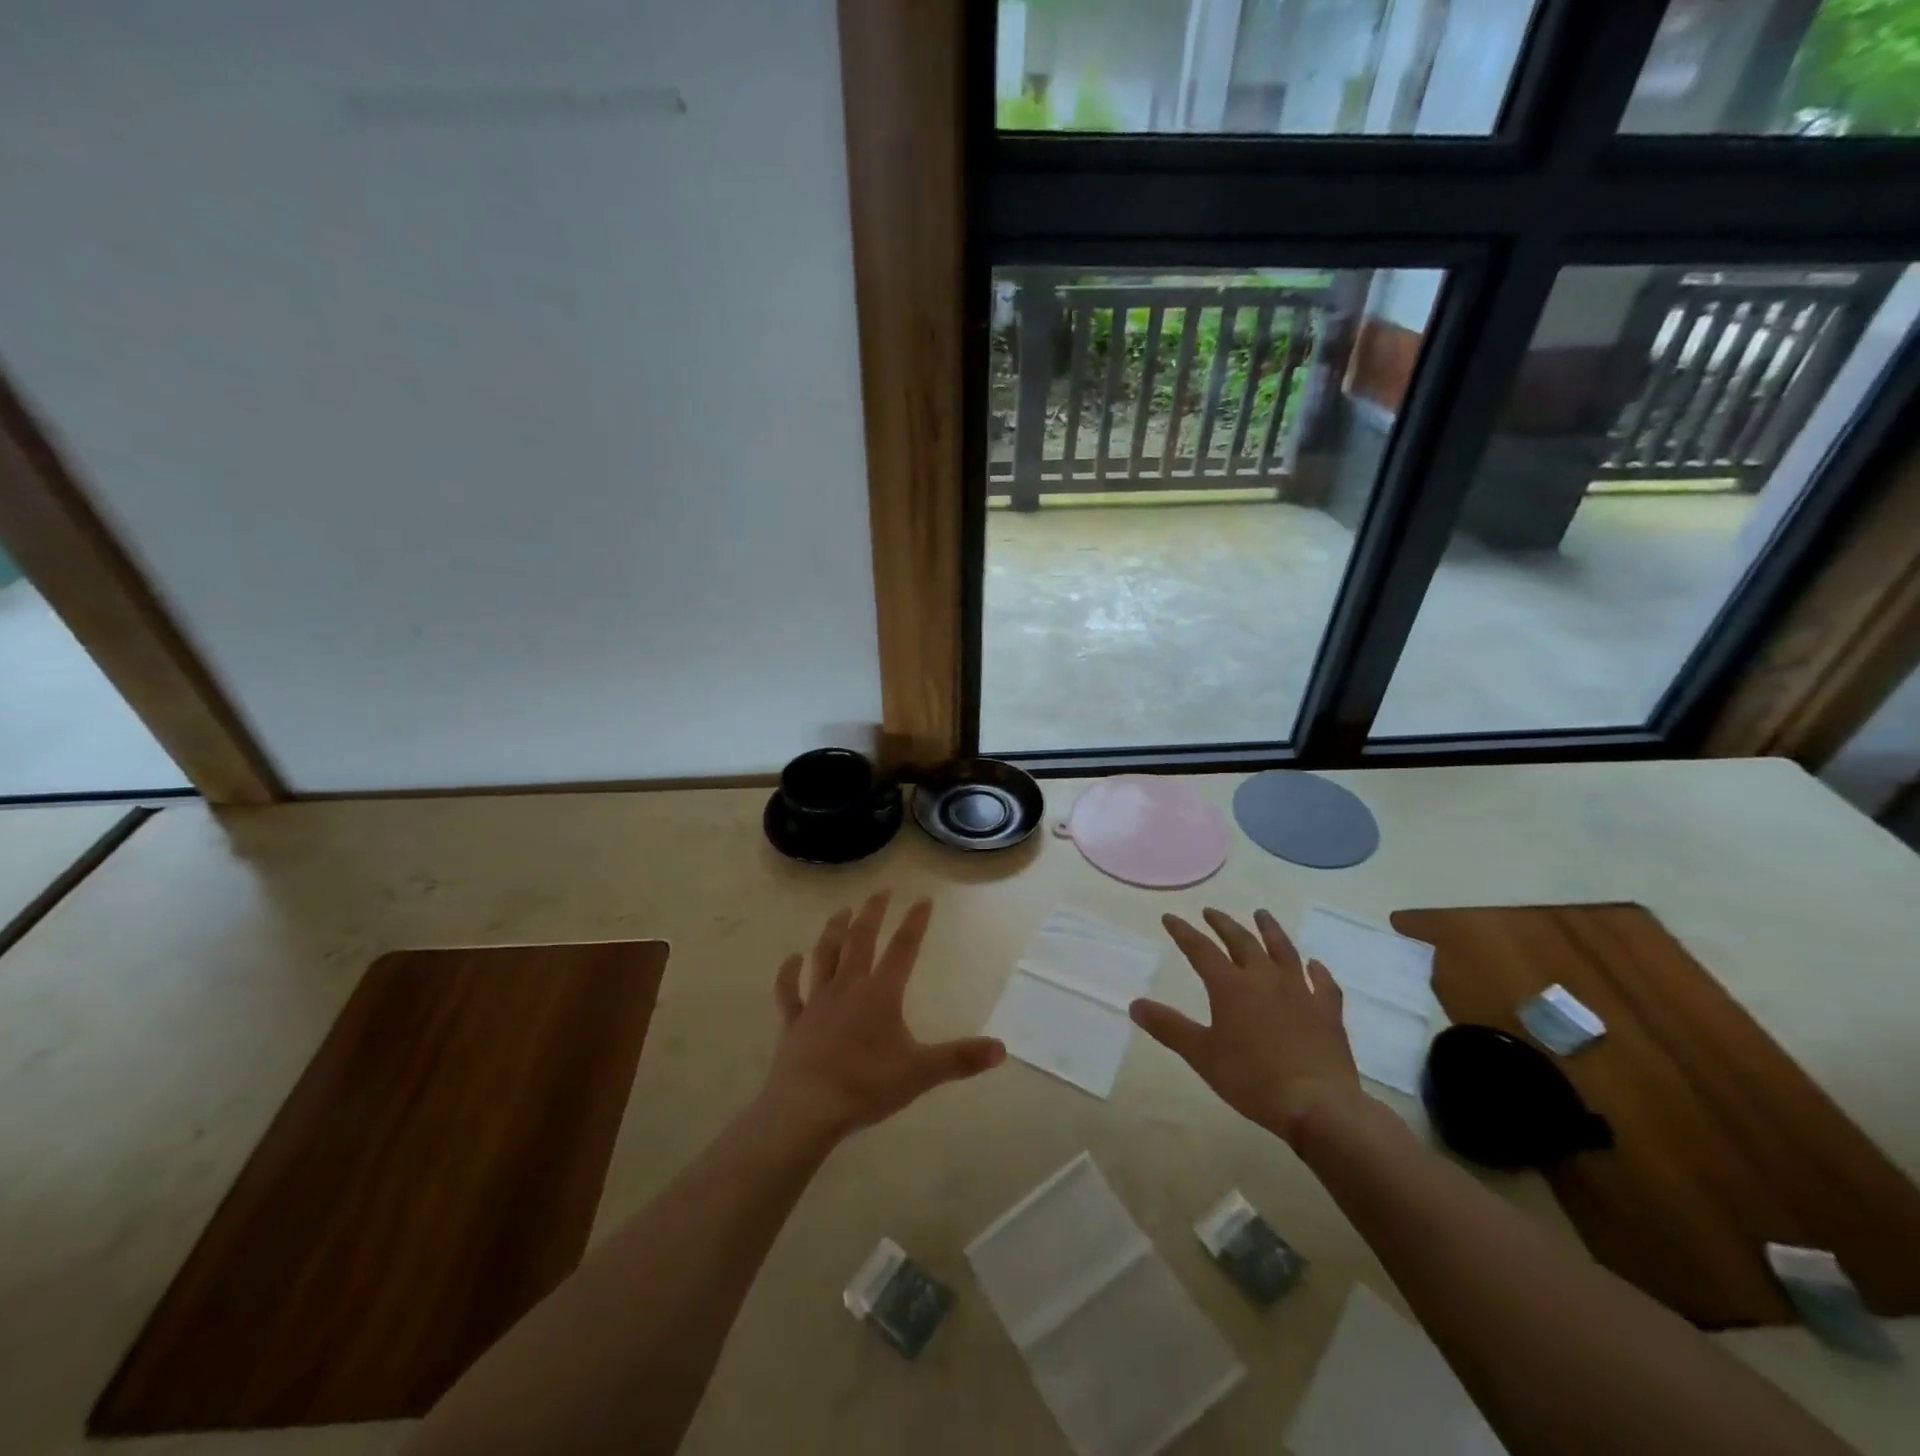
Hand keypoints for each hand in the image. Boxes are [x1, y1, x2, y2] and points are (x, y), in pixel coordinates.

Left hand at [762, 893, 1005, 1142]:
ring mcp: (816, 1002)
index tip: (923, 899)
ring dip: (833, 931)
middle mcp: (847, 987)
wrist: (807, 1108)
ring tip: (840, 911)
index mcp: (880, 994)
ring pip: (824, 956)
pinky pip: (788, 991)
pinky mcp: (793, 1022)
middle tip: (879, 892)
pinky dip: (788, 973)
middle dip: (871, 913)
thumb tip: (1002, 1049)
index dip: (914, 923)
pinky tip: (791, 959)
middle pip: (860, 941)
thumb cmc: (866, 1085)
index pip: (902, 949)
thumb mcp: (921, 1073)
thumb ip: (960, 1059)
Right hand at [1131, 908, 1361, 1146]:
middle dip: (1223, 924)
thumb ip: (1169, 1027)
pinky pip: (1323, 983)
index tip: (1170, 917)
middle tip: (1211, 911)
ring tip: (1261, 915)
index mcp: (1230, 986)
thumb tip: (1134, 1004)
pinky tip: (1314, 965)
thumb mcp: (1201, 1055)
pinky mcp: (1327, 1011)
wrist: (1318, 1104)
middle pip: (1241, 941)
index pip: (1201, 949)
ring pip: (1283, 951)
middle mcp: (1264, 978)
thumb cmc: (1252, 1079)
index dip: (1183, 932)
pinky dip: (1317, 970)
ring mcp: (1300, 992)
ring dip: (1270, 930)